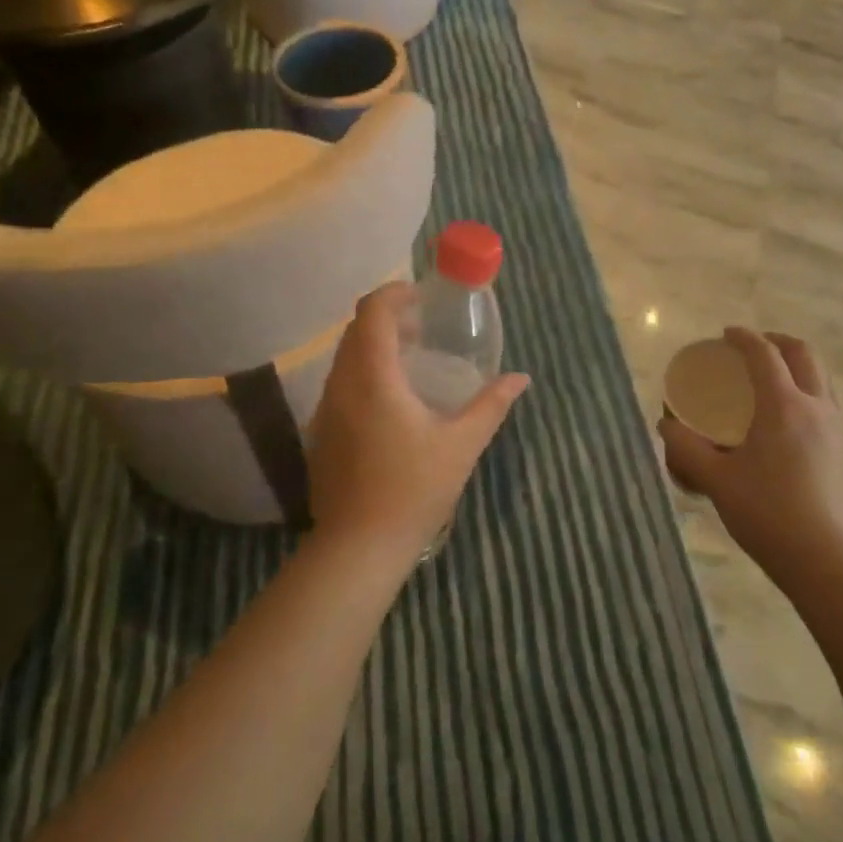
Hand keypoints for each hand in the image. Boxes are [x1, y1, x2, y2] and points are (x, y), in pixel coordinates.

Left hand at [308, 283, 529, 567]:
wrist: (358, 547)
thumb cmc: (413, 490)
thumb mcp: (462, 444)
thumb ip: (492, 405)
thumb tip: (520, 378)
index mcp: (374, 378)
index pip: (373, 313)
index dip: (394, 294)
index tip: (421, 295)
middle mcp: (342, 384)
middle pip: (355, 330)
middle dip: (387, 317)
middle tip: (423, 326)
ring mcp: (326, 409)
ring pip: (345, 356)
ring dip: (374, 345)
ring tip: (411, 358)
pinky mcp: (321, 431)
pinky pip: (340, 381)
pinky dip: (363, 370)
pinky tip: (391, 399)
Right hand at [659, 329, 842, 588]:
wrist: (830, 563)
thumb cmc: (769, 515)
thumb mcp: (717, 481)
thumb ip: (686, 450)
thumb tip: (665, 424)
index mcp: (783, 406)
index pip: (764, 354)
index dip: (743, 338)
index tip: (726, 334)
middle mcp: (815, 407)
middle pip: (803, 354)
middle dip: (777, 341)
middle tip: (752, 347)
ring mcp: (837, 429)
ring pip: (823, 377)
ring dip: (798, 364)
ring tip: (775, 376)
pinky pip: (830, 402)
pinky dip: (810, 390)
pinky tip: (792, 418)